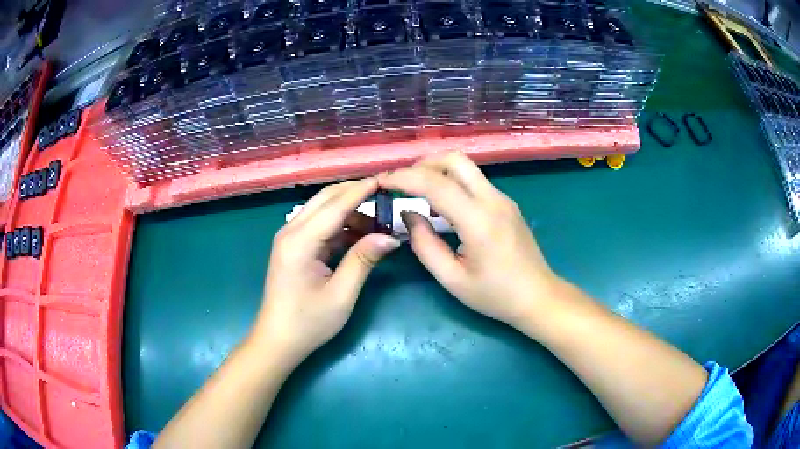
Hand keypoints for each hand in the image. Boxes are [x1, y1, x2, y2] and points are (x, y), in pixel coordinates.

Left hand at [253, 178, 399, 361]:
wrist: (278, 340)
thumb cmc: (309, 322)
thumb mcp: (341, 295)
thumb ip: (363, 260)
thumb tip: (390, 237)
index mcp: (300, 242)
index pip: (335, 205)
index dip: (361, 191)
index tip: (386, 180)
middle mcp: (291, 231)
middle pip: (326, 199)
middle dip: (355, 193)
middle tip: (386, 197)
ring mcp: (290, 238)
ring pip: (323, 210)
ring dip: (350, 211)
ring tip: (379, 224)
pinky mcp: (293, 246)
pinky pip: (320, 225)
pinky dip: (341, 225)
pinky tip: (360, 236)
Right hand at [378, 152, 560, 328]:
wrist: (538, 297)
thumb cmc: (495, 295)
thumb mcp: (452, 279)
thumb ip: (425, 245)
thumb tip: (408, 215)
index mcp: (479, 221)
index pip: (435, 184)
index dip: (404, 178)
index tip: (382, 182)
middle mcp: (493, 200)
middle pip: (455, 160)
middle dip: (423, 164)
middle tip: (402, 183)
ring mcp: (503, 199)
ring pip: (466, 167)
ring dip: (437, 171)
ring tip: (417, 193)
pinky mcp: (506, 203)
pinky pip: (475, 181)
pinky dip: (452, 182)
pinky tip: (442, 205)